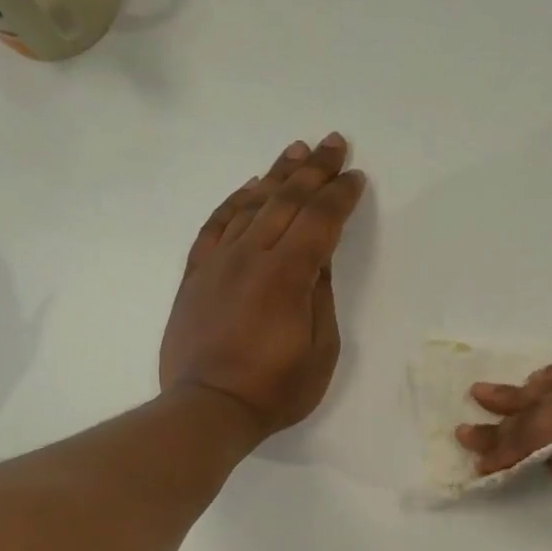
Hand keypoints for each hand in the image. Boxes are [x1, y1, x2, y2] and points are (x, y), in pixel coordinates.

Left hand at [160, 134, 365, 438]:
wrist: (208, 407)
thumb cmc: (275, 389)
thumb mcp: (320, 351)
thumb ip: (321, 298)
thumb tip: (319, 260)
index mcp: (288, 275)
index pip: (320, 220)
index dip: (340, 195)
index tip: (355, 176)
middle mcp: (252, 256)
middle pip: (286, 200)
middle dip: (314, 169)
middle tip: (334, 143)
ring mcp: (219, 262)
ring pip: (250, 204)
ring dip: (276, 175)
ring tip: (296, 151)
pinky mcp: (196, 274)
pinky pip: (215, 225)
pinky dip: (234, 202)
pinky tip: (249, 189)